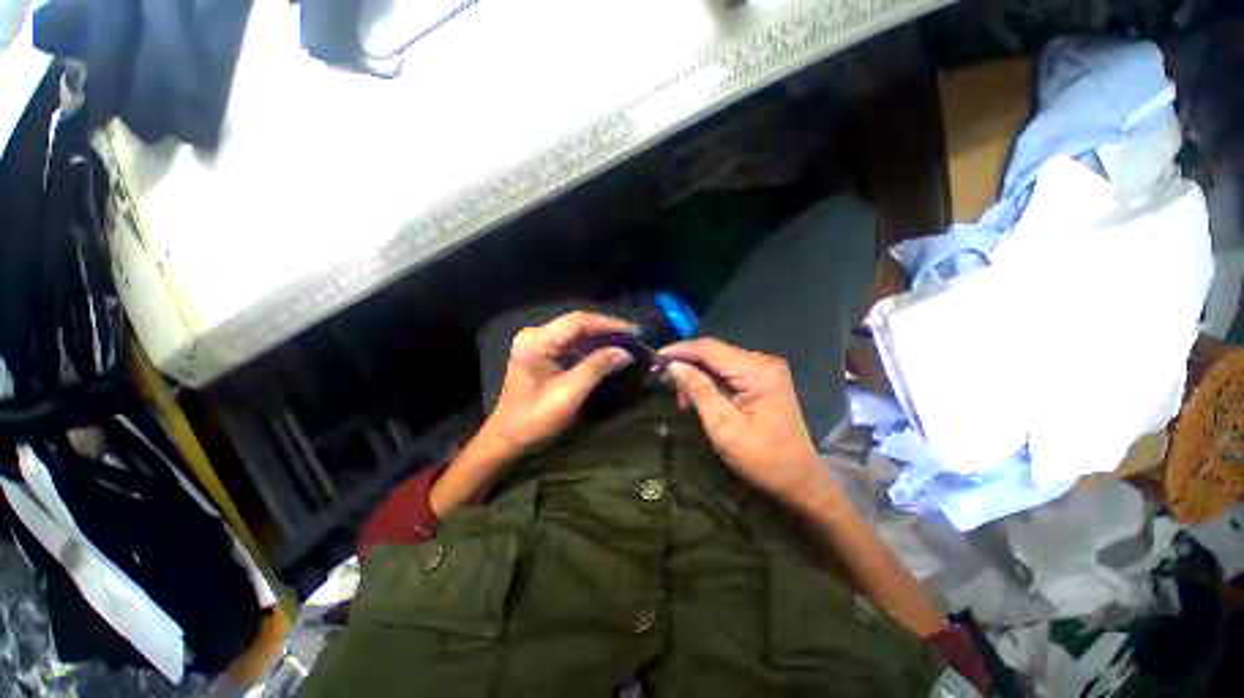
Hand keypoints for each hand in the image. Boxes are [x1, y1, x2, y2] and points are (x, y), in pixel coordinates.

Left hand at [483, 311, 636, 452]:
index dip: (609, 324)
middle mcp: (536, 335)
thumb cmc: (534, 419)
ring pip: (577, 332)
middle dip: (608, 330)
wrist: (508, 438)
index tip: (635, 332)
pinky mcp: (543, 353)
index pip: (579, 322)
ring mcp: (539, 343)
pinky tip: (608, 352)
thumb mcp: (568, 395)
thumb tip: (625, 352)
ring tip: (627, 344)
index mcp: (537, 341)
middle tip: (635, 338)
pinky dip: (593, 347)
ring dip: (602, 338)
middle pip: (578, 323)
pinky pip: (573, 343)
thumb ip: (596, 368)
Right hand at [658, 338, 830, 505]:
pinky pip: (728, 371)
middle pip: (714, 352)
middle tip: (663, 380)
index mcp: (757, 370)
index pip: (709, 349)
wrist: (799, 479)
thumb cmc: (762, 458)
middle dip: (686, 363)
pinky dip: (709, 381)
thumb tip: (674, 365)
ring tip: (681, 398)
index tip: (654, 358)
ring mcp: (765, 369)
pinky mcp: (763, 379)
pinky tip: (697, 396)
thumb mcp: (723, 426)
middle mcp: (763, 361)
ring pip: (719, 361)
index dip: (679, 350)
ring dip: (696, 374)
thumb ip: (699, 390)